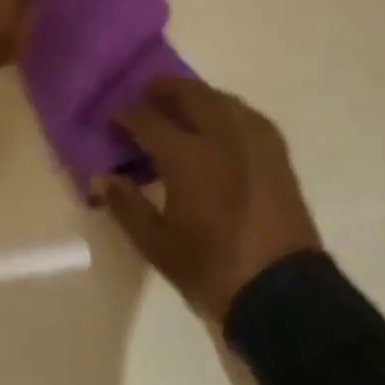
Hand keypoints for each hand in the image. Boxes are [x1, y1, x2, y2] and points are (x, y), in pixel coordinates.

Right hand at [94, 79, 320, 323]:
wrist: (283, 294)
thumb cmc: (212, 270)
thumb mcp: (157, 245)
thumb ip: (126, 205)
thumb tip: (101, 177)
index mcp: (187, 157)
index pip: (147, 119)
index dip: (126, 115)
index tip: (114, 120)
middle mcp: (222, 136)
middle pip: (189, 93)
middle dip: (163, 89)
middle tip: (146, 97)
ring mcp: (254, 141)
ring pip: (221, 98)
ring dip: (196, 95)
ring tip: (181, 106)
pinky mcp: (277, 153)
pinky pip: (247, 114)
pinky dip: (226, 109)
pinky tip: (220, 124)